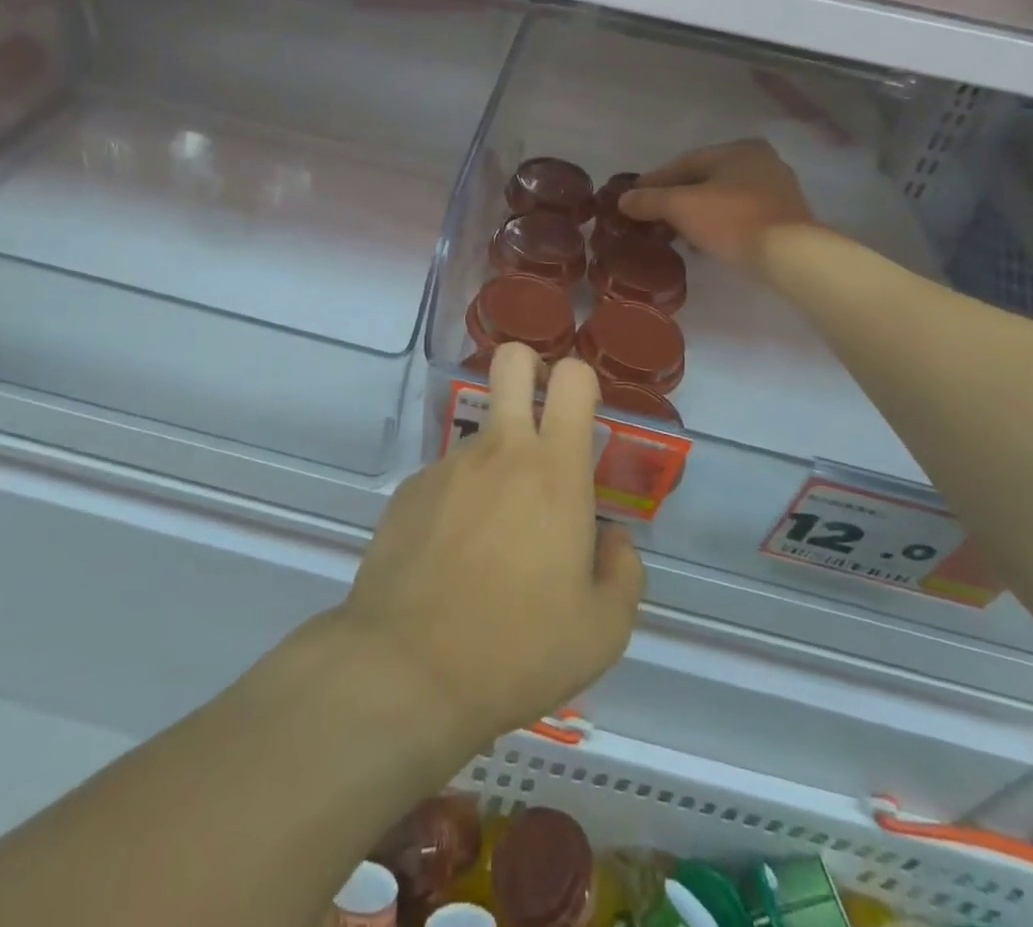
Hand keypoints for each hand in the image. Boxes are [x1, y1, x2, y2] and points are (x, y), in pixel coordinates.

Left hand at [337, 345, 645, 748]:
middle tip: (539, 417)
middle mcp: (500, 450)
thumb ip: (624, 572)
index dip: (582, 381)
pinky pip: (447, 478)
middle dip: (529, 368)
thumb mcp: (603, 630)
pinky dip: (458, 503)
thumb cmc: (518, 649)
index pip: (573, 379)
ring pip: (482, 436)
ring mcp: (448, 465)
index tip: (582, 414)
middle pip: (511, 360)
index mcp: (554, 470)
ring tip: (493, 543)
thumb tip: (613, 540)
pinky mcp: (408, 490)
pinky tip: (451, 560)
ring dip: (497, 466)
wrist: (408, 671)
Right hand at [619, 138, 815, 271]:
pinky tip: (701, 243)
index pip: (684, 162)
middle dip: (674, 199)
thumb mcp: (681, 207)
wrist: (790, 255)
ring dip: (695, 214)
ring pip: (722, 198)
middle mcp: (760, 161)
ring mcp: (776, 189)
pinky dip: (716, 225)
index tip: (631, 198)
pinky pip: (739, 215)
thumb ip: (649, 200)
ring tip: (672, 234)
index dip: (654, 181)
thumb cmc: (732, 220)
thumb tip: (623, 200)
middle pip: (704, 180)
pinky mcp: (783, 217)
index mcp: (737, 149)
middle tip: (649, 218)